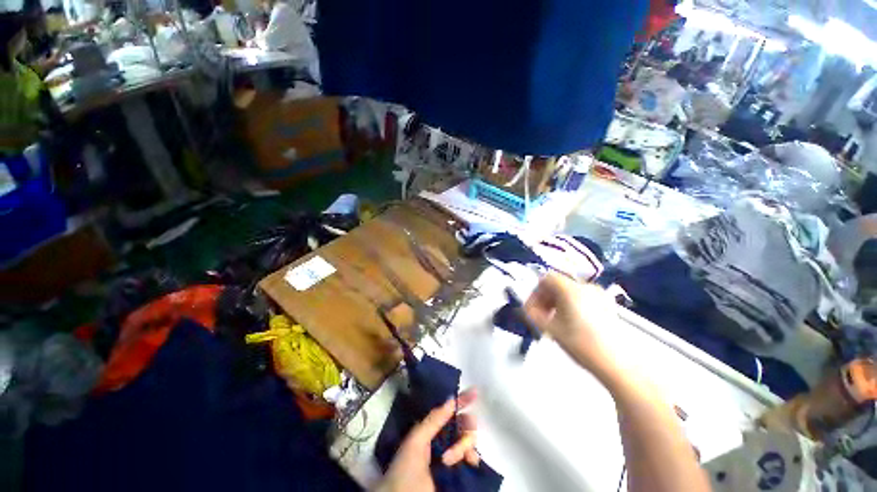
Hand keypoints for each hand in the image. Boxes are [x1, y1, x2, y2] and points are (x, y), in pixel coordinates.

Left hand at [374, 389, 478, 491]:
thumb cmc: (406, 470)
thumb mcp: (416, 441)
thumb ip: (434, 420)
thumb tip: (452, 399)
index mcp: (430, 430)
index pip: (449, 411)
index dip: (461, 401)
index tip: (475, 392)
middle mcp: (442, 439)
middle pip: (462, 424)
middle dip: (463, 430)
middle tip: (453, 446)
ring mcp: (451, 456)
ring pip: (467, 440)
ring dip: (463, 447)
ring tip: (449, 461)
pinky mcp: (459, 471)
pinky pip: (471, 457)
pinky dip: (472, 457)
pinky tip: (470, 463)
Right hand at [523, 274, 620, 379]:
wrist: (617, 364)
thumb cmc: (581, 344)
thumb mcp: (551, 329)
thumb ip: (532, 315)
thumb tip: (524, 309)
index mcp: (571, 289)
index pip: (546, 279)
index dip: (535, 293)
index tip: (532, 309)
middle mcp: (585, 286)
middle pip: (557, 284)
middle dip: (545, 299)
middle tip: (540, 317)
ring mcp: (598, 295)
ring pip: (568, 292)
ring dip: (556, 303)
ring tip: (553, 321)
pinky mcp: (606, 304)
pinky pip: (580, 298)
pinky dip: (569, 305)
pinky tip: (569, 323)